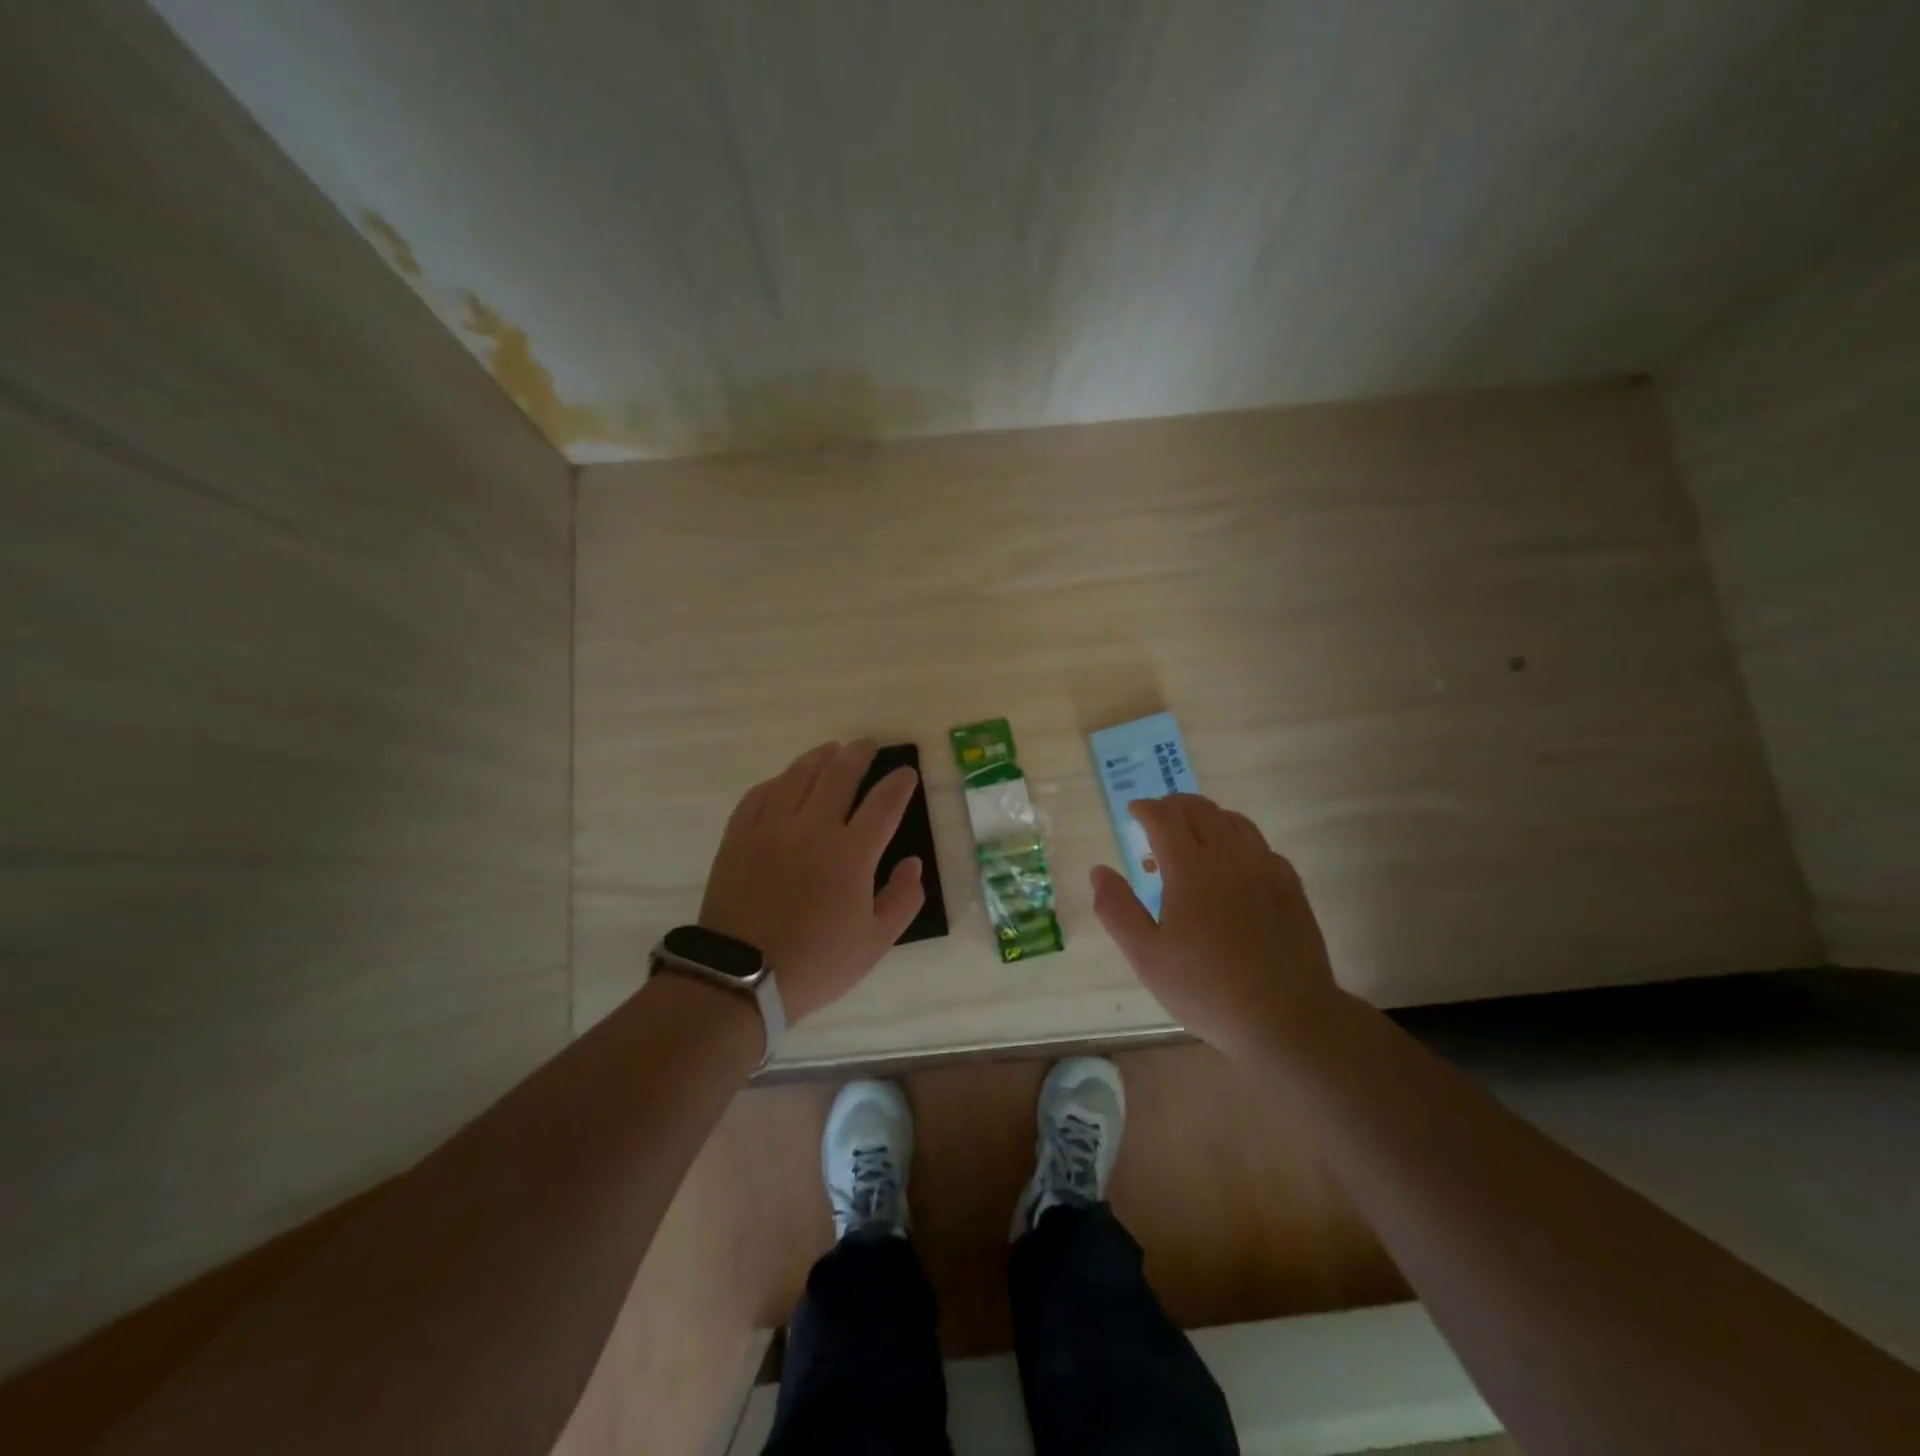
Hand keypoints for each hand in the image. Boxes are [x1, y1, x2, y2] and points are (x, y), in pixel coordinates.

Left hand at [698, 740, 924, 1024]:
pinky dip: (778, 781)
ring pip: (798, 776)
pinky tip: (785, 780)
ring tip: (830, 750)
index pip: (884, 803)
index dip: (899, 783)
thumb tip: (912, 862)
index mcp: (851, 853)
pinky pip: (759, 795)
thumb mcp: (875, 943)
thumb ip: (903, 899)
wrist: (741, 979)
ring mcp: (771, 828)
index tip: (906, 773)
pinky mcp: (739, 837)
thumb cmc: (816, 963)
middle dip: (859, 754)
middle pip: (840, 775)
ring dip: (819, 758)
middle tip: (868, 744)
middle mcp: (813, 828)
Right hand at [1090, 794, 1338, 1057]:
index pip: (1165, 818)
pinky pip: (1258, 843)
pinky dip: (1235, 838)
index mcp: (1191, 869)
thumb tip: (1099, 870)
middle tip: (1157, 816)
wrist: (1286, 1018)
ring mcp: (1265, 868)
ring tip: (1191, 834)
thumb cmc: (1207, 989)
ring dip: (1206, 817)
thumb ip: (1117, 908)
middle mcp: (1230, 857)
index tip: (1133, 811)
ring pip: (1233, 821)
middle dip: (1174, 806)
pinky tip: (1229, 863)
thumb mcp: (1146, 956)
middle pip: (1200, 810)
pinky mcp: (1290, 885)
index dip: (1146, 808)